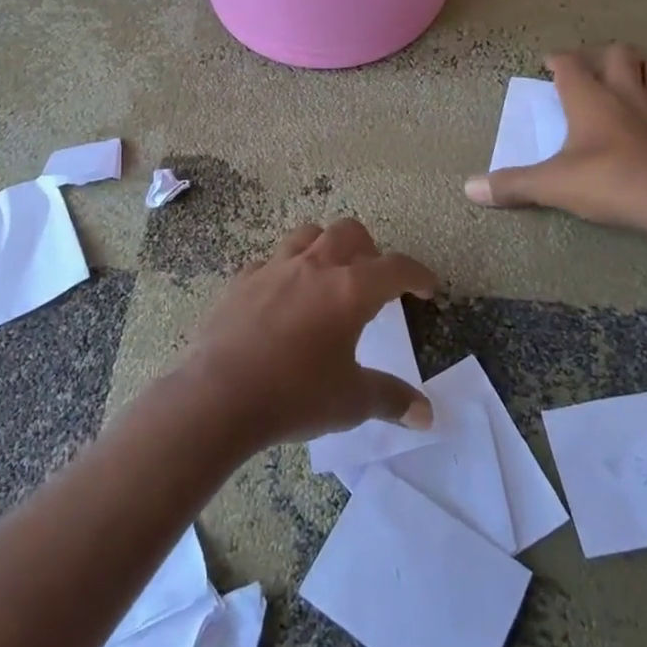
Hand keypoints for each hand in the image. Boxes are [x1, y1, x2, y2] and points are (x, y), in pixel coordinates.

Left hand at [182, 219, 439, 447]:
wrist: (219, 395)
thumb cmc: (295, 395)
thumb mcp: (351, 401)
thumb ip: (391, 400)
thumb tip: (426, 414)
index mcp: (350, 290)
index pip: (396, 268)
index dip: (418, 274)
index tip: (427, 288)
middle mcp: (315, 267)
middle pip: (349, 232)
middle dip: (369, 248)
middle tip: (373, 279)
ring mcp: (274, 268)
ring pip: (307, 234)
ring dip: (326, 247)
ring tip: (329, 276)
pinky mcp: (241, 281)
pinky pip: (269, 262)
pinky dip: (283, 271)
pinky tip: (281, 297)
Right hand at [463, 45, 646, 242]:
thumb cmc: (612, 183)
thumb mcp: (554, 186)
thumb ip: (513, 185)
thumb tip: (468, 188)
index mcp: (591, 99)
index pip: (570, 64)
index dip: (558, 59)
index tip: (549, 62)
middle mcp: (628, 92)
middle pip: (617, 53)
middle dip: (601, 55)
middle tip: (590, 68)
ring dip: (642, 64)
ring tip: (631, 77)